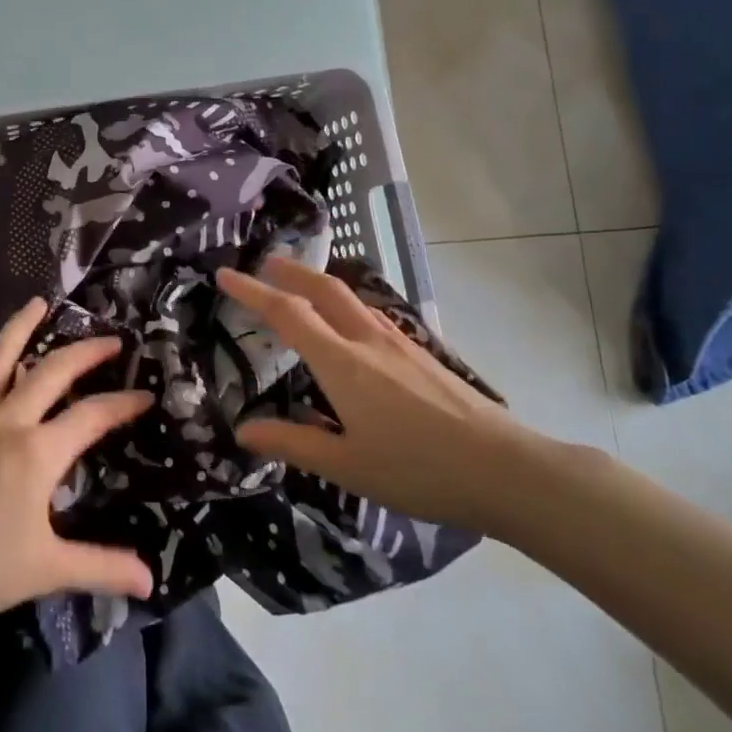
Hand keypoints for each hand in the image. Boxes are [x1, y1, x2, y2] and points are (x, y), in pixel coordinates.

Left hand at [0, 299, 155, 628]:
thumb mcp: (44, 570)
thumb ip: (100, 568)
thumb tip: (150, 581)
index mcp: (38, 452)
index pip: (92, 416)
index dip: (123, 403)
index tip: (145, 394)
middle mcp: (7, 419)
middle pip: (52, 371)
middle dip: (85, 351)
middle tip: (110, 338)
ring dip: (20, 327)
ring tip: (38, 303)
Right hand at [216, 257, 533, 533]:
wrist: (506, 468)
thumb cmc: (418, 469)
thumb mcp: (347, 465)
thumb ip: (293, 443)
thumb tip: (244, 431)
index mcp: (342, 362)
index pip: (287, 313)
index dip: (252, 291)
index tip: (225, 274)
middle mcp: (367, 339)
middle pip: (323, 289)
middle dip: (290, 271)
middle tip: (265, 262)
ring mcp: (399, 343)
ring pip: (351, 298)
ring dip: (320, 283)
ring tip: (302, 285)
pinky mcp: (422, 354)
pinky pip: (371, 313)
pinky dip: (346, 304)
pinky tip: (352, 325)